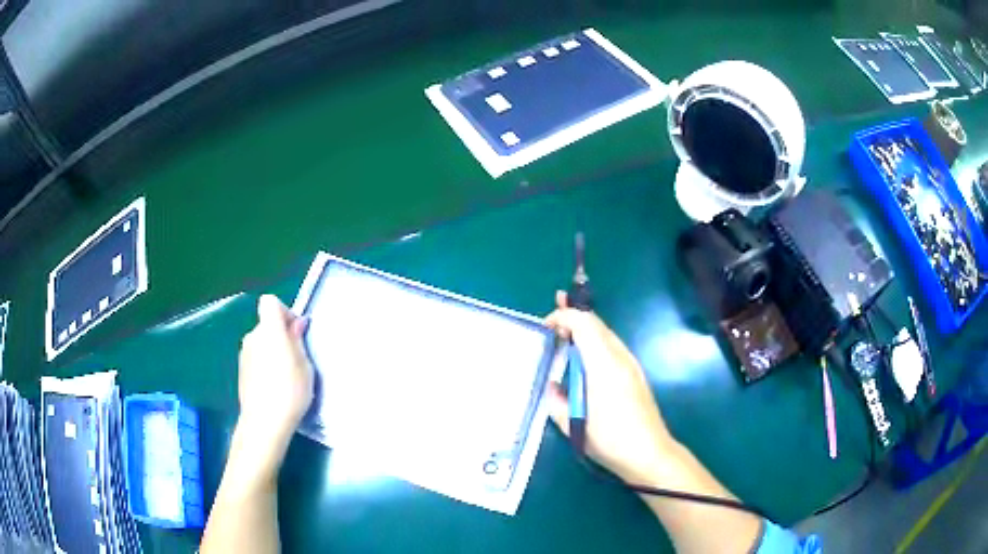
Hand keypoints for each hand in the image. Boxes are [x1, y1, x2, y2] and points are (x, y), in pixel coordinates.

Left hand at [234, 294, 313, 477]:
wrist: (264, 423)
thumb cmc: (289, 392)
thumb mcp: (304, 365)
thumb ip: (297, 340)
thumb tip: (295, 324)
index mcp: (269, 330)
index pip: (270, 302)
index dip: (284, 312)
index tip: (295, 332)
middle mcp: (252, 337)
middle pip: (266, 325)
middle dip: (280, 335)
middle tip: (297, 359)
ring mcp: (244, 354)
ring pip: (261, 343)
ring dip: (273, 351)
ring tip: (287, 376)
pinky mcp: (241, 371)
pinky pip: (256, 358)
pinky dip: (265, 365)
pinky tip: (275, 387)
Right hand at [546, 291, 674, 484]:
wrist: (649, 453)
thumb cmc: (609, 440)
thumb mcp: (573, 425)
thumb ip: (556, 401)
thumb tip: (552, 386)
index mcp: (603, 365)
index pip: (583, 323)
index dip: (563, 317)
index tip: (545, 327)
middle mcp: (619, 357)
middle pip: (596, 323)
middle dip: (573, 317)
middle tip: (551, 323)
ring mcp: (631, 364)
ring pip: (606, 334)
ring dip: (584, 331)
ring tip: (564, 337)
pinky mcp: (636, 374)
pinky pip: (612, 347)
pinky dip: (594, 343)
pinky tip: (585, 361)